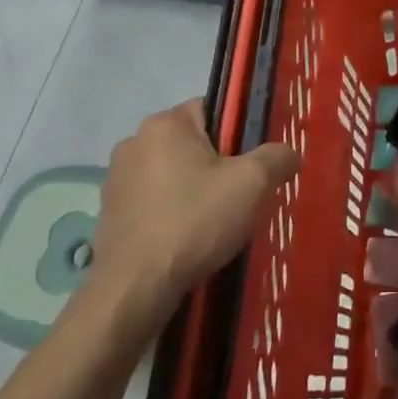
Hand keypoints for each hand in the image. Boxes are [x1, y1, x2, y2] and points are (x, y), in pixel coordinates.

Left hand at [91, 99, 299, 314]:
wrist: (134, 289)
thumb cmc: (195, 222)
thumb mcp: (253, 184)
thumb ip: (278, 157)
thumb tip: (288, 154)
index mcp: (165, 123)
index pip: (214, 110)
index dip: (240, 134)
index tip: (253, 165)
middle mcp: (135, 141)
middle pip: (194, 143)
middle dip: (219, 165)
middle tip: (241, 196)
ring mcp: (116, 178)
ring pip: (173, 173)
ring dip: (194, 190)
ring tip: (216, 223)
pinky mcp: (109, 212)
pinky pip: (154, 200)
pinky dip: (173, 212)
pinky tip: (188, 239)